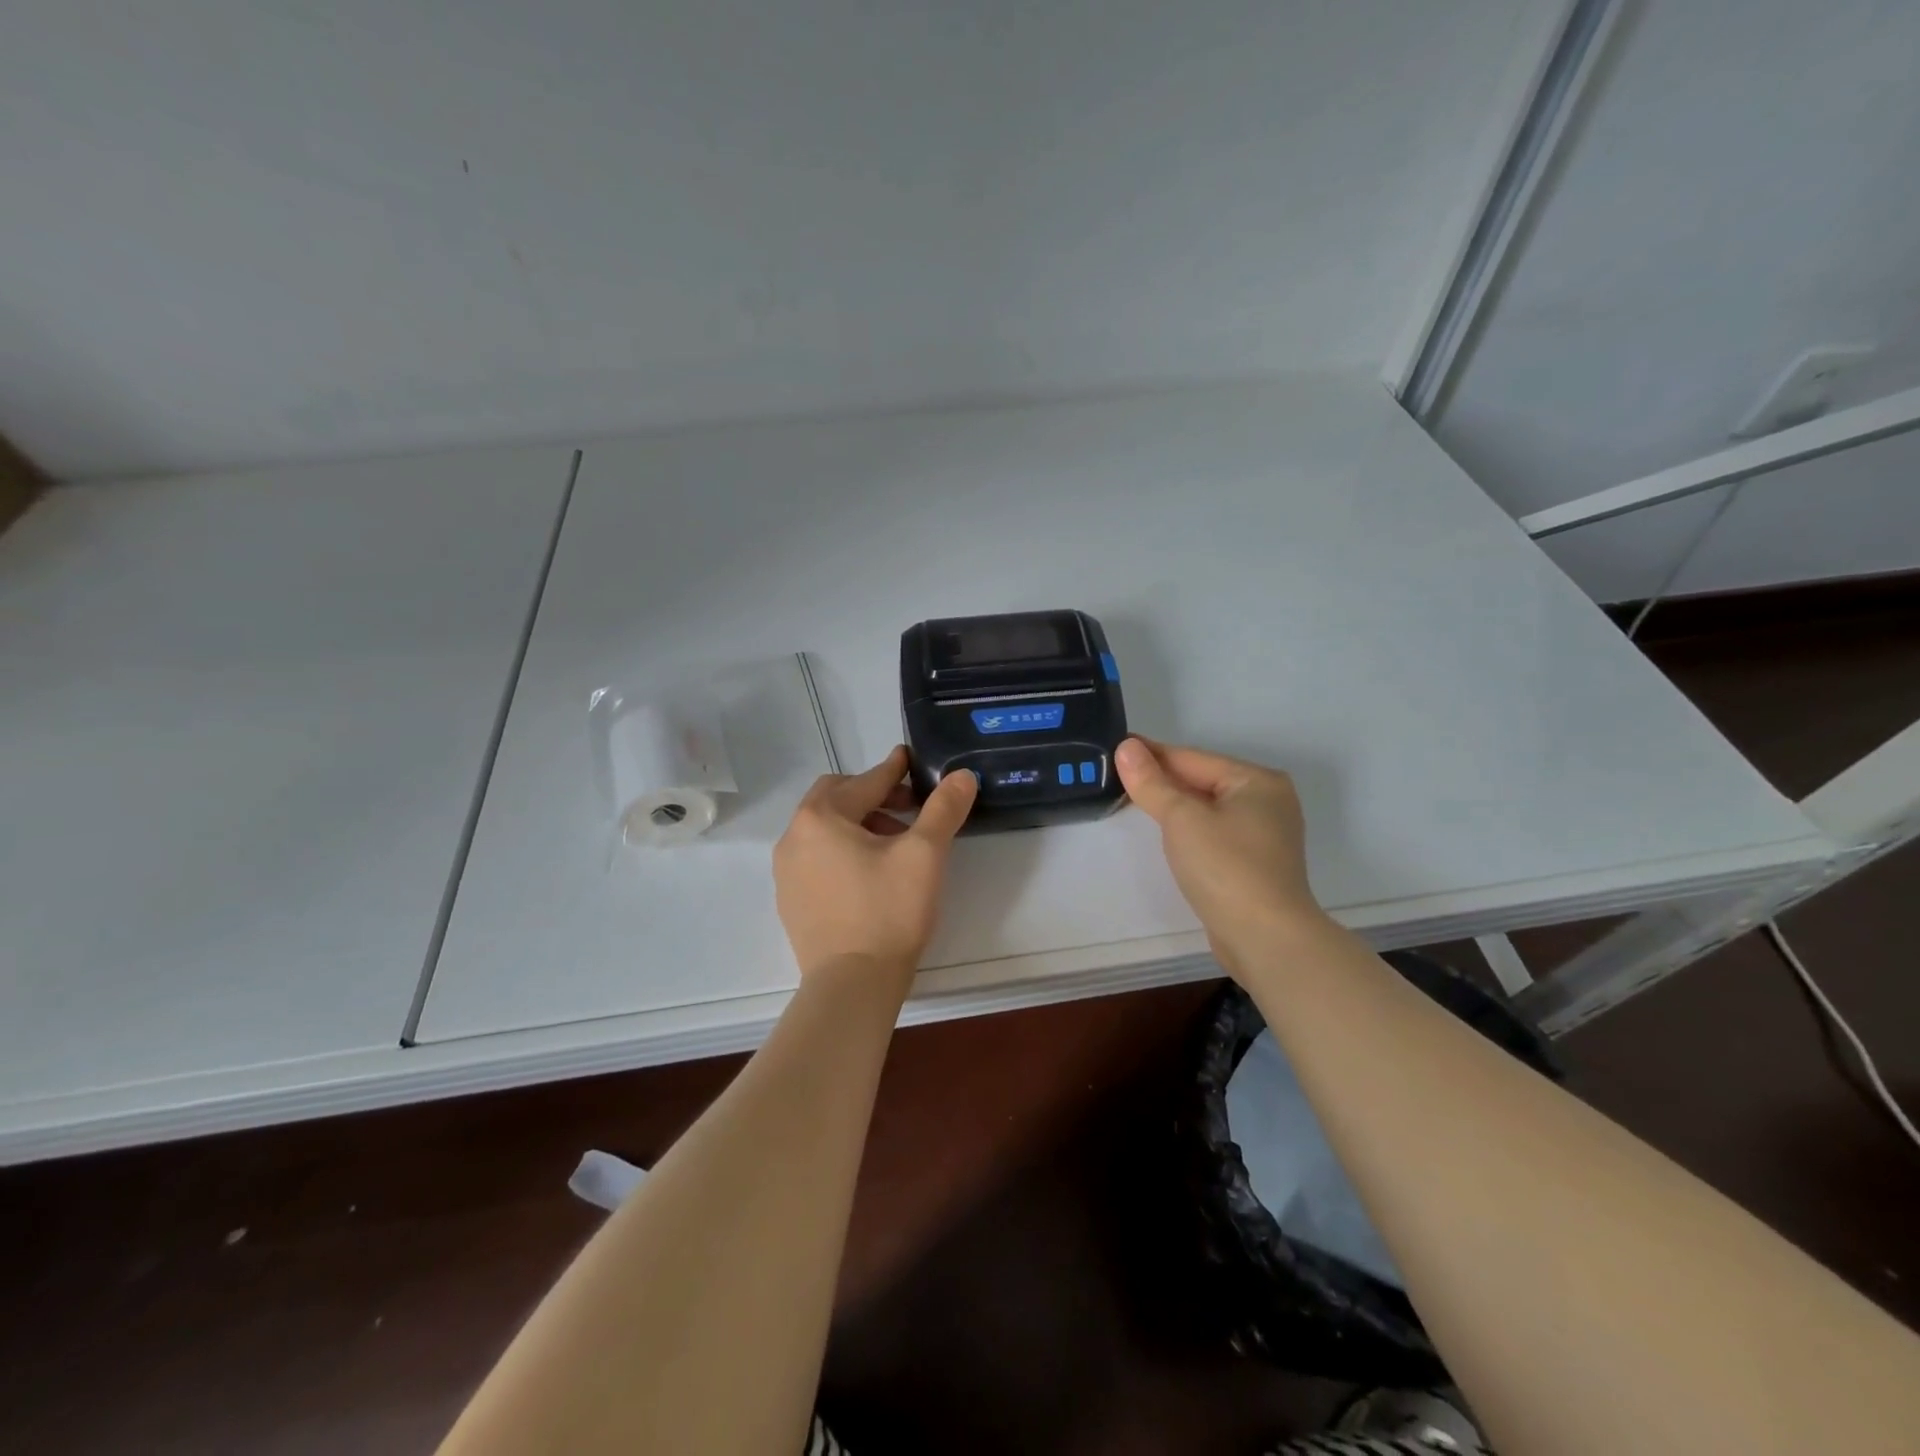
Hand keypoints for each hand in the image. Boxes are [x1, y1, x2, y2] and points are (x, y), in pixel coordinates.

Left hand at [773, 746, 977, 994]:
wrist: (852, 985)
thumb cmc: (888, 911)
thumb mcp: (924, 855)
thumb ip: (944, 809)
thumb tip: (961, 776)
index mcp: (821, 817)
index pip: (865, 782)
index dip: (894, 770)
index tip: (910, 758)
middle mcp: (794, 836)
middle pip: (836, 798)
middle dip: (873, 796)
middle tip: (909, 809)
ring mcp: (787, 871)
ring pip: (826, 829)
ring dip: (860, 824)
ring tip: (896, 845)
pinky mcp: (790, 900)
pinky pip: (817, 858)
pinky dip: (843, 851)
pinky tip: (870, 875)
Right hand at [1114, 736, 1328, 973]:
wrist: (1265, 939)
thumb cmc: (1226, 868)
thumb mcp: (1181, 818)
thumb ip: (1151, 782)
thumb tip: (1126, 747)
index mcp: (1257, 781)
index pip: (1192, 758)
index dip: (1151, 754)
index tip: (1116, 747)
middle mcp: (1267, 801)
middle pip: (1201, 781)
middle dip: (1162, 779)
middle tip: (1116, 774)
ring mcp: (1265, 834)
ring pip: (1207, 808)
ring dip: (1173, 804)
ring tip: (1134, 799)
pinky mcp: (1255, 863)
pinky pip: (1214, 832)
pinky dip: (1189, 828)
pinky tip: (1167, 833)